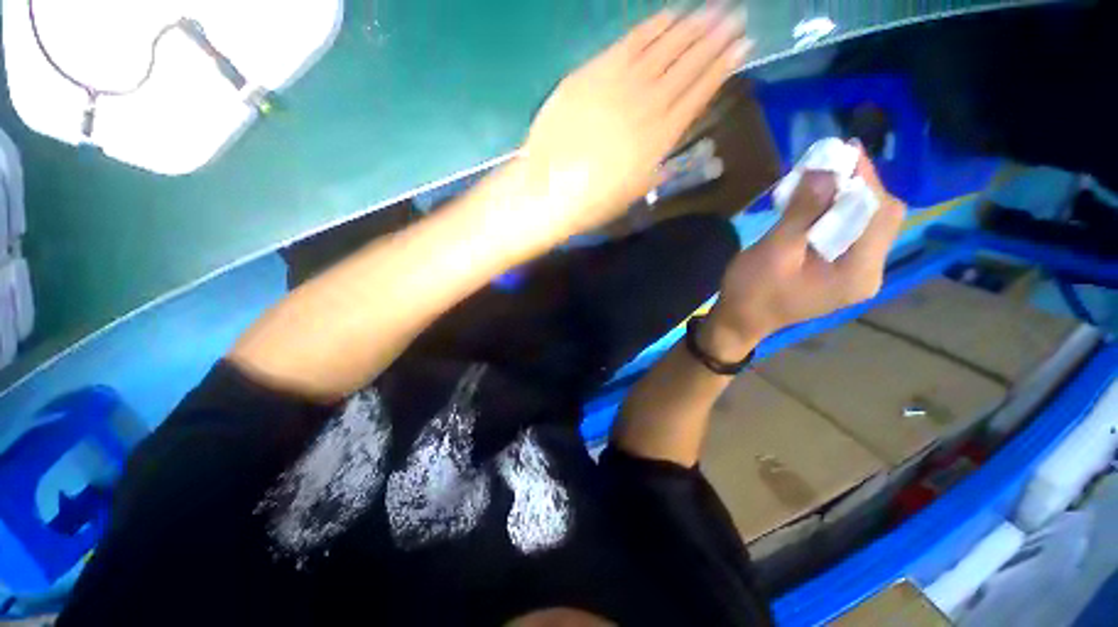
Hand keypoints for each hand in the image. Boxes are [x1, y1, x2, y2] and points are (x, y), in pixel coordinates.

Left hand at [518, 7, 751, 236]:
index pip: (701, 91)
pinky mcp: (595, 72)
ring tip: (711, 11)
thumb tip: (669, 142)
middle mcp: (649, 103)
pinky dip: (654, 27)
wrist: (550, 189)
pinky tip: (670, 15)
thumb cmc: (593, 199)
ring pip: (665, 47)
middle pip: (688, 63)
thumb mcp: (635, 189)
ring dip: (691, 26)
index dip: (723, 66)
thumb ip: (658, 162)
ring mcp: (621, 83)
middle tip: (735, 17)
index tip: (742, 45)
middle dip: (715, 38)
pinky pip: (631, 41)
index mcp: (662, 136)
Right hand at [703, 151, 905, 359]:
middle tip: (829, 166)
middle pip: (880, 218)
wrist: (739, 321)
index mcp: (859, 272)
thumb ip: (803, 212)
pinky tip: (815, 207)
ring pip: (866, 224)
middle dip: (858, 187)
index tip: (844, 152)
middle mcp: (869, 273)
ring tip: (820, 182)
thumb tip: (826, 171)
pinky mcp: (841, 273)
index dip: (866, 179)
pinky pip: (849, 235)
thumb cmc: (752, 291)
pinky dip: (836, 215)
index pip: (880, 213)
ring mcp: (856, 274)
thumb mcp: (774, 251)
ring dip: (845, 199)